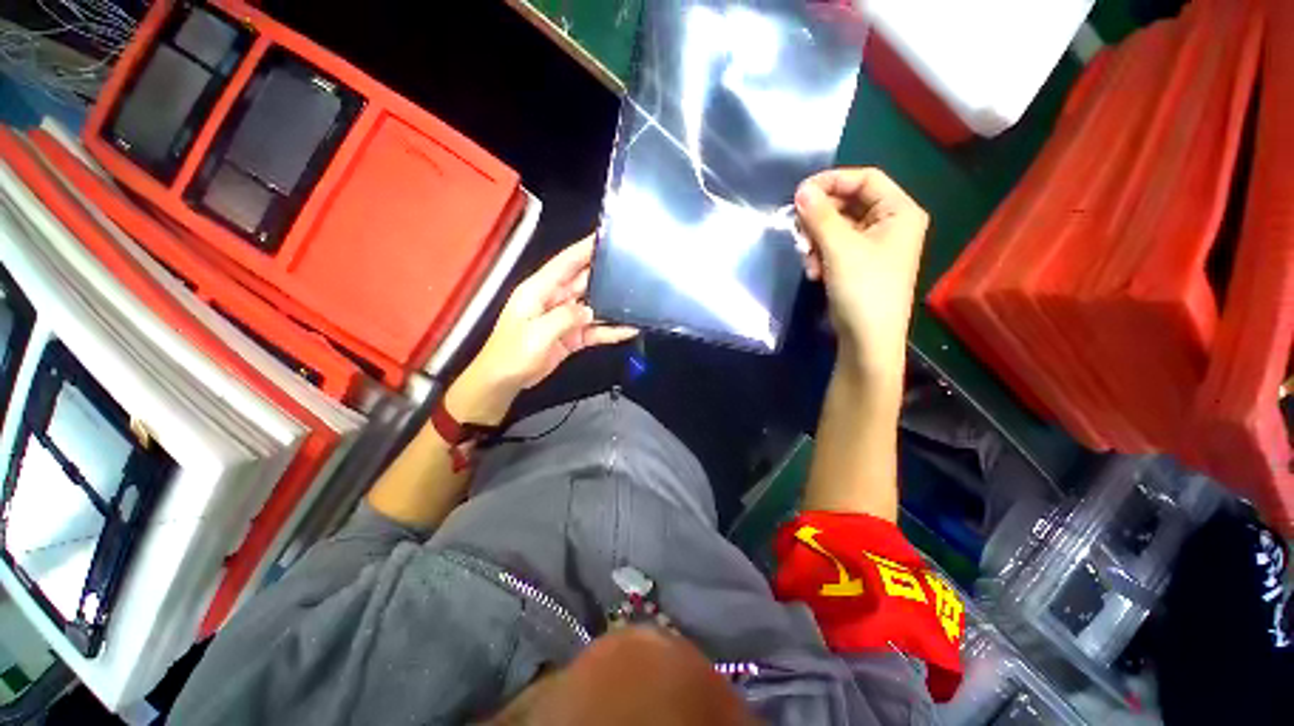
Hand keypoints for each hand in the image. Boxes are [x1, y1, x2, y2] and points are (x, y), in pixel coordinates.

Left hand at [445, 236, 638, 425]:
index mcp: (540, 290)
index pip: (566, 263)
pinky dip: (610, 331)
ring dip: (612, 305)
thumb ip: (566, 317)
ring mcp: (564, 318)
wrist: (505, 381)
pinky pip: (594, 330)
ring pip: (593, 306)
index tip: (606, 237)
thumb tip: (590, 311)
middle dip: (605, 274)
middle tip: (633, 268)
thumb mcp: (537, 332)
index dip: (585, 248)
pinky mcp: (572, 336)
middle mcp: (554, 299)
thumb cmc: (513, 353)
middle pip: (584, 282)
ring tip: (637, 300)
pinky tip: (628, 329)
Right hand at [794, 168, 927, 378]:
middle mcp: (891, 224)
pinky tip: (814, 272)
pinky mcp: (860, 264)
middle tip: (798, 230)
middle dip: (820, 218)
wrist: (868, 340)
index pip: (865, 179)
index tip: (800, 193)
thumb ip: (819, 216)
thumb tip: (801, 190)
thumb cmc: (863, 289)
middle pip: (849, 203)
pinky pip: (836, 247)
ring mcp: (875, 246)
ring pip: (838, 227)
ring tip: (807, 260)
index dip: (832, 181)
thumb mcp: (839, 248)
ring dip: (817, 240)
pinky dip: (821, 255)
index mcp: (899, 211)